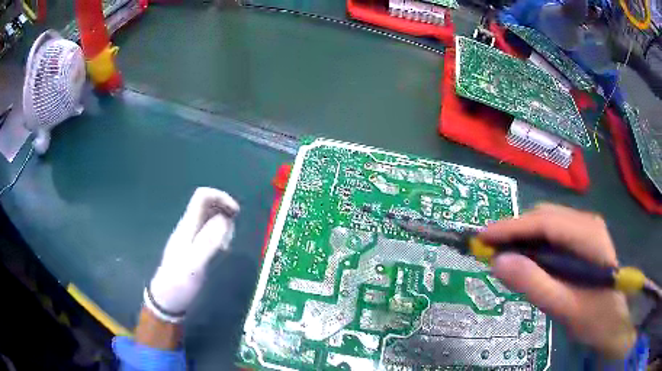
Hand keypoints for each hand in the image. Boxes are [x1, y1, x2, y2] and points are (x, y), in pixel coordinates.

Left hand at [145, 187, 239, 322]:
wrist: (167, 300)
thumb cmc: (179, 283)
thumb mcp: (194, 265)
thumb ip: (208, 242)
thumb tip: (225, 219)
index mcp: (187, 226)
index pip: (202, 196)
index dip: (220, 196)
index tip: (236, 212)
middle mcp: (188, 227)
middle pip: (207, 204)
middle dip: (224, 212)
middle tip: (231, 234)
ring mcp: (190, 237)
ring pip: (209, 218)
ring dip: (223, 225)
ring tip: (226, 246)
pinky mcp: (193, 248)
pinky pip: (209, 232)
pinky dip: (219, 235)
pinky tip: (221, 251)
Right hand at [479, 203, 635, 358]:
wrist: (614, 322)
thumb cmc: (595, 317)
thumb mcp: (564, 307)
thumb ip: (533, 284)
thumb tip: (497, 262)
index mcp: (588, 234)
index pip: (544, 222)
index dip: (511, 227)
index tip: (481, 237)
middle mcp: (587, 222)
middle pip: (545, 217)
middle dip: (515, 231)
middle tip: (488, 251)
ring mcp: (586, 229)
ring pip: (548, 223)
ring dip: (523, 237)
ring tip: (503, 255)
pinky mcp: (583, 240)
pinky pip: (553, 235)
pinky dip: (535, 244)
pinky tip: (526, 259)